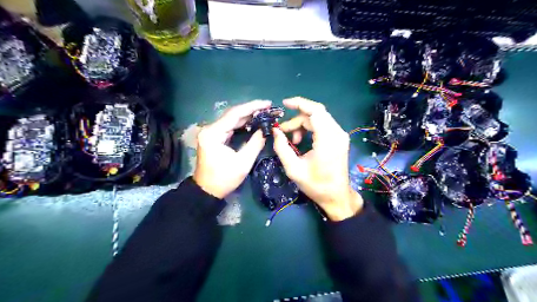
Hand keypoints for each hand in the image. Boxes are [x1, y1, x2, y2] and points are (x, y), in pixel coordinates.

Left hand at [193, 100, 273, 199]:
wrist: (207, 191)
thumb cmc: (224, 179)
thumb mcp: (243, 162)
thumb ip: (255, 143)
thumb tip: (266, 129)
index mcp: (213, 133)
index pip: (235, 114)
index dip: (252, 107)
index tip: (267, 103)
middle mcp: (210, 129)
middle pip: (232, 114)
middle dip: (251, 110)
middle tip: (268, 109)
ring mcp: (211, 132)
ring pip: (231, 119)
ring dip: (247, 116)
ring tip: (264, 113)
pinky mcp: (213, 137)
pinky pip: (229, 126)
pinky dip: (242, 124)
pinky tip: (253, 122)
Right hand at [273, 97, 364, 221]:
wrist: (336, 196)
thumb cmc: (316, 185)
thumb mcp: (294, 168)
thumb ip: (282, 148)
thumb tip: (275, 131)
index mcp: (328, 139)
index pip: (315, 111)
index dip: (299, 103)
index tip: (284, 104)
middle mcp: (337, 133)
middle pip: (315, 114)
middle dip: (296, 120)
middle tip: (282, 132)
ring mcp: (340, 135)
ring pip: (318, 119)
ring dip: (302, 125)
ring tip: (292, 140)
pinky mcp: (339, 139)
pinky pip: (322, 126)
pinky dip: (310, 129)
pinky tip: (302, 140)